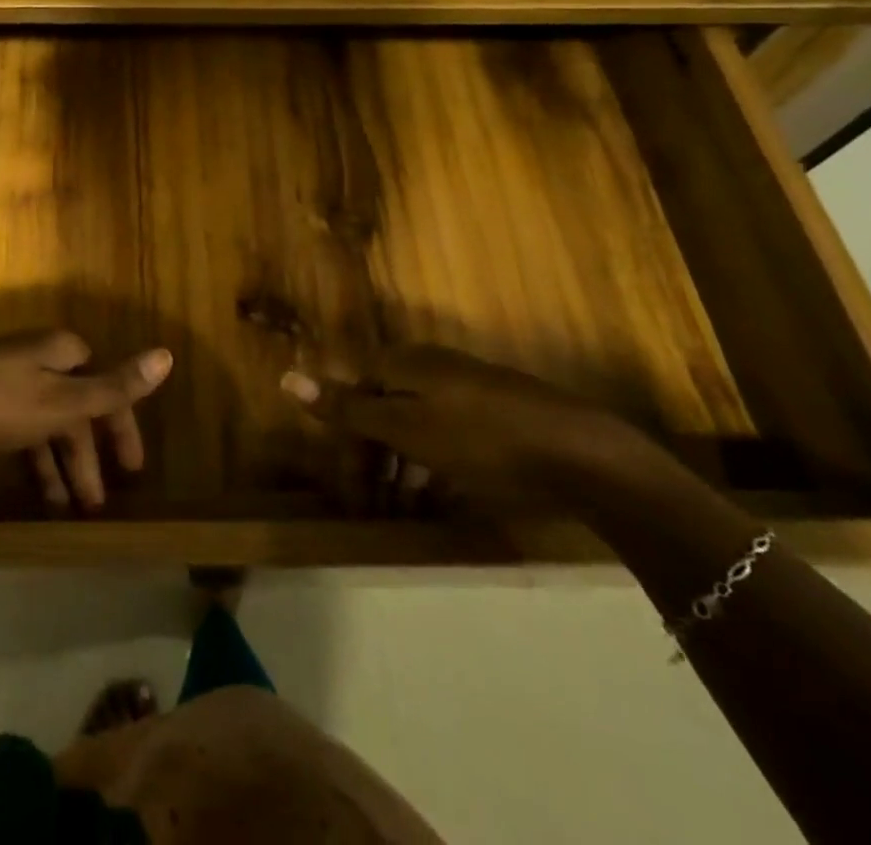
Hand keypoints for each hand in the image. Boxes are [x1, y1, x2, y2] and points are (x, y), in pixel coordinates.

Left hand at [0, 332, 171, 509]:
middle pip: (76, 406)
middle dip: (89, 455)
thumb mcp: (61, 402)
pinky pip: (21, 431)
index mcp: (61, 351)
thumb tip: (167, 355)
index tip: (132, 470)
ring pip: (48, 423)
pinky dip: (34, 459)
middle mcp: (37, 358)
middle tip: (98, 504)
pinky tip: (36, 492)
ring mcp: (6, 379)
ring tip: (68, 510)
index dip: (121, 426)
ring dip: (62, 465)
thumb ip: (114, 387)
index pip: (105, 385)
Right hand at [281, 345, 644, 500]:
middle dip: (374, 455)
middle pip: (385, 406)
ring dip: (404, 464)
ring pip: (418, 424)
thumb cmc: (482, 440)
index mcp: (406, 363)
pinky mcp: (499, 414)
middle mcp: (433, 367)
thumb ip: (348, 407)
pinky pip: (449, 436)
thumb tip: (286, 376)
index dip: (347, 439)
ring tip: (408, 507)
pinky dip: (436, 464)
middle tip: (376, 504)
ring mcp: (469, 389)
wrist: (584, 454)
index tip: (351, 487)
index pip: (356, 391)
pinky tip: (445, 496)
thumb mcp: (407, 427)